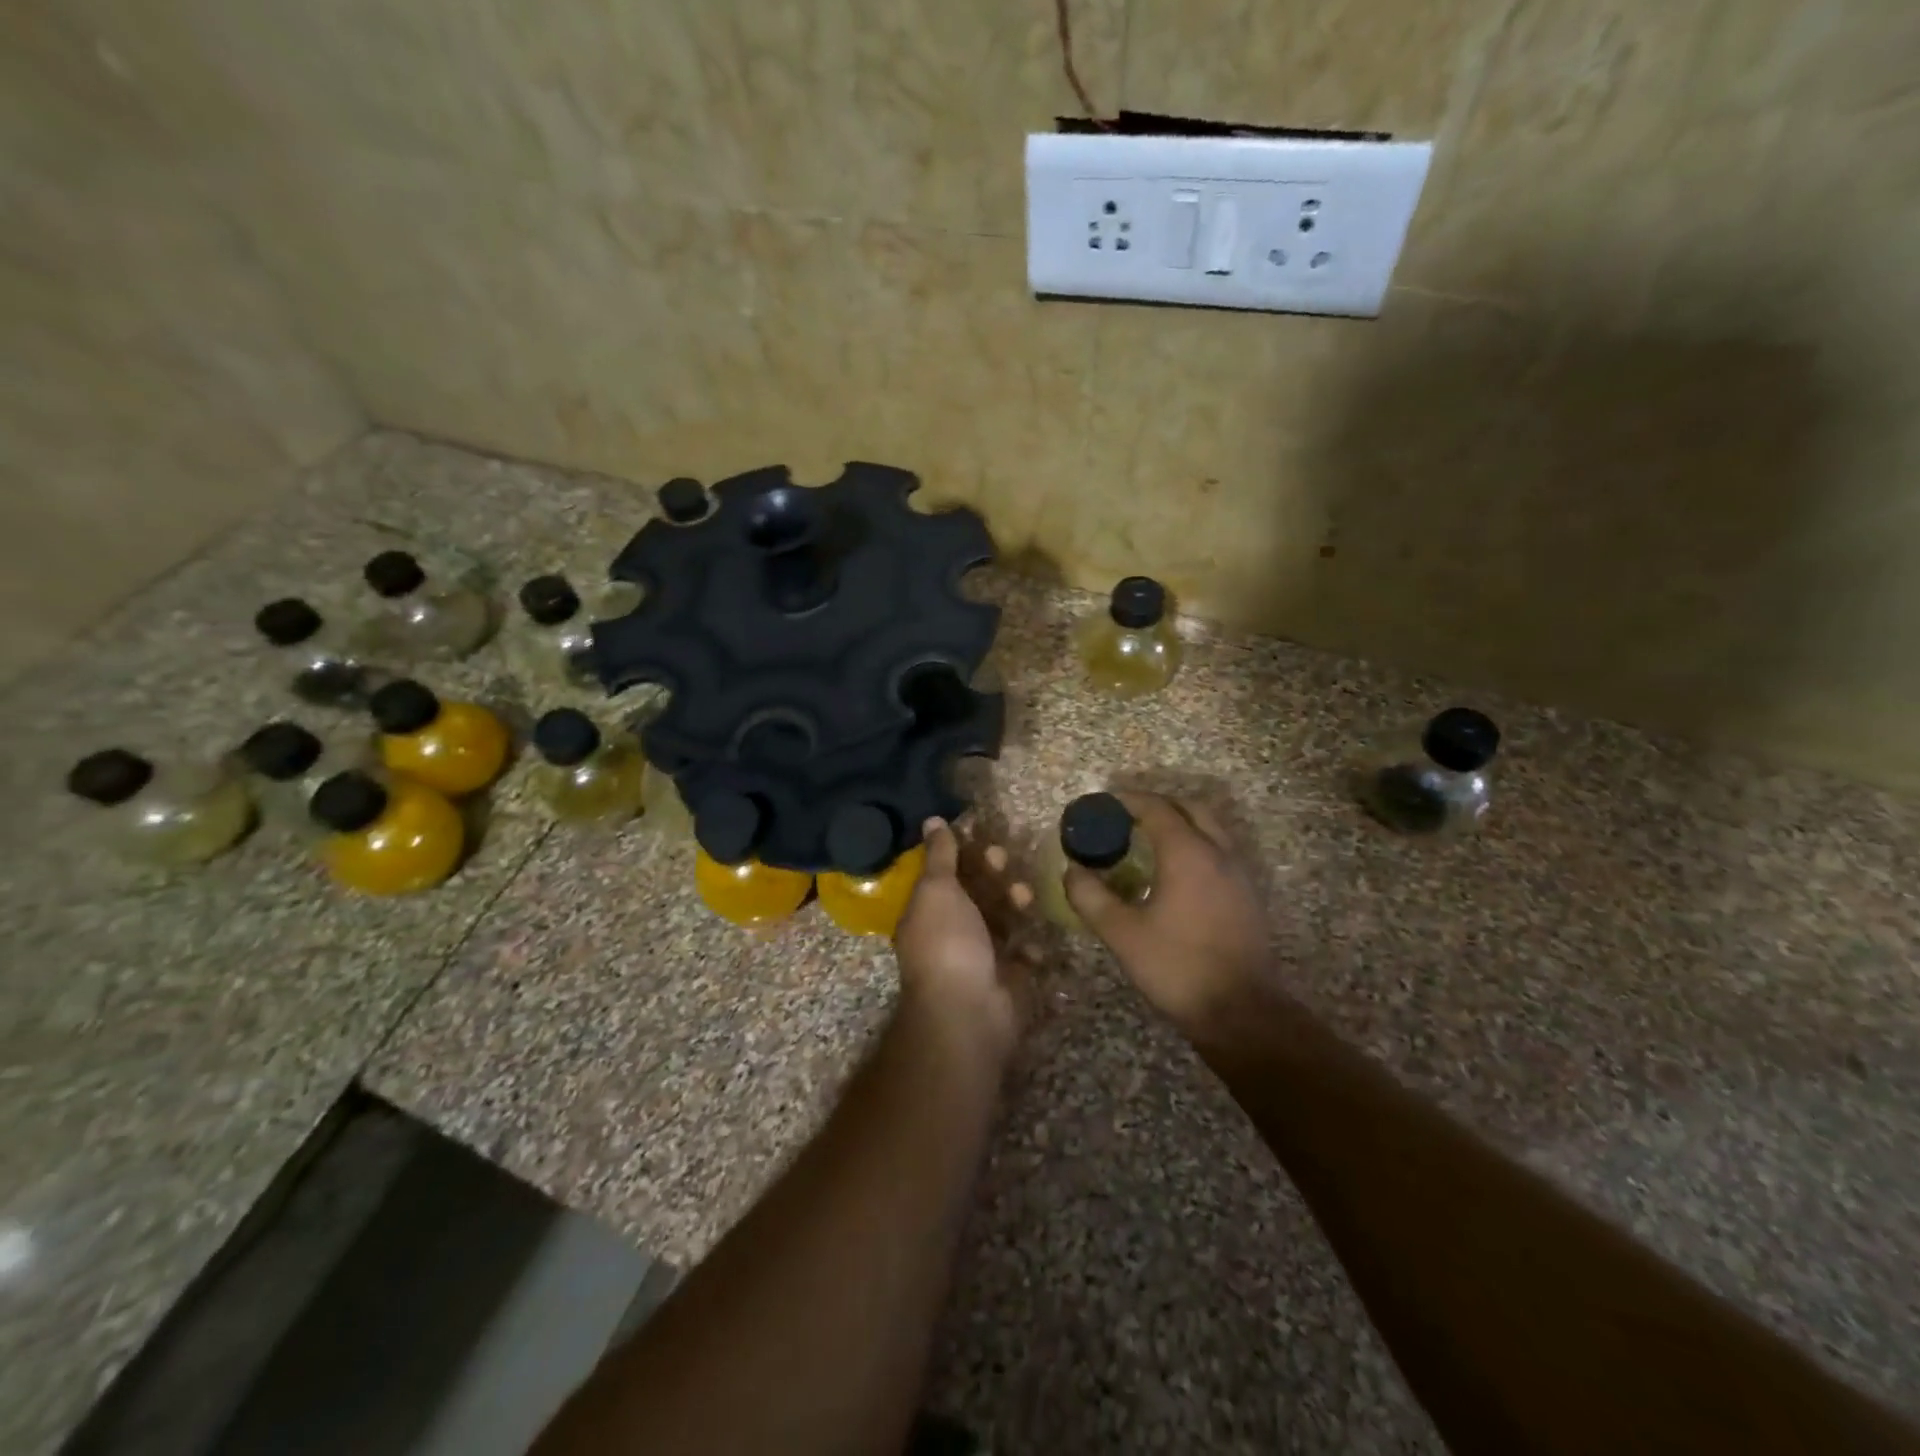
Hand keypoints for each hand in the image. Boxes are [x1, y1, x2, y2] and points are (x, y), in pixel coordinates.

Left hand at [893, 818, 1032, 1060]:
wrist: (969, 1012)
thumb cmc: (947, 942)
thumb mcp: (937, 889)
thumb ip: (940, 855)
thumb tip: (932, 820)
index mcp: (928, 912)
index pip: (946, 874)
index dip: (963, 852)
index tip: (982, 833)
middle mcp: (951, 933)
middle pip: (976, 894)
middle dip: (991, 873)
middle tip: (1002, 858)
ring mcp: (980, 958)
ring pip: (1002, 919)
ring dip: (1014, 902)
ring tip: (1024, 896)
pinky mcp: (1008, 979)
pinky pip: (1022, 954)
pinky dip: (1030, 945)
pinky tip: (1032, 938)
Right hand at [1064, 792, 1271, 1035]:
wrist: (1241, 1012)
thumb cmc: (1177, 967)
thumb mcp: (1121, 934)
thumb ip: (1090, 897)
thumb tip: (1071, 871)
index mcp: (1188, 853)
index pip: (1156, 808)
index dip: (1126, 801)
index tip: (1100, 805)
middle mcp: (1218, 852)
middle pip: (1189, 808)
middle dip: (1157, 805)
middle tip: (1125, 817)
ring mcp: (1238, 874)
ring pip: (1209, 829)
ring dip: (1179, 824)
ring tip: (1146, 842)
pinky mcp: (1247, 896)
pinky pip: (1219, 852)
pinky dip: (1195, 845)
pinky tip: (1174, 874)